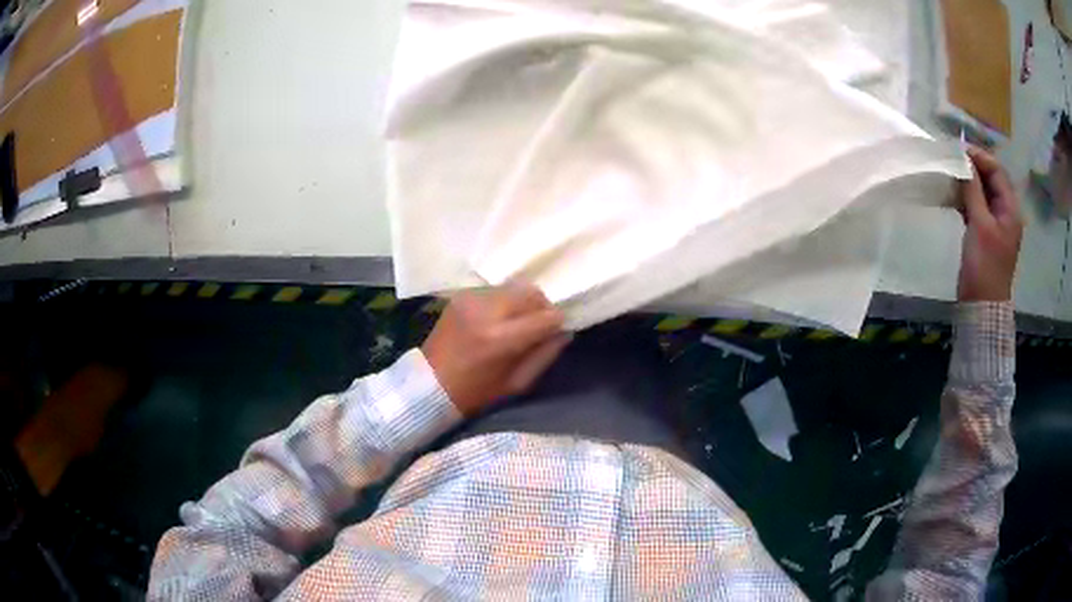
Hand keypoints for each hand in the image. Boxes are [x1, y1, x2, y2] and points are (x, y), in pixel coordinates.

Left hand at [422, 284, 569, 415]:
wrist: (428, 385)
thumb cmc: (475, 393)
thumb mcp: (516, 384)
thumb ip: (544, 356)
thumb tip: (564, 332)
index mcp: (500, 338)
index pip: (546, 317)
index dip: (556, 323)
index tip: (556, 332)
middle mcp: (486, 311)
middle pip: (531, 293)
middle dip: (541, 307)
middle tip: (538, 326)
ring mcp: (471, 299)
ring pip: (514, 287)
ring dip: (522, 303)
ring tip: (516, 323)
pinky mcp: (461, 295)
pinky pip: (495, 290)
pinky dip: (504, 302)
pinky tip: (497, 320)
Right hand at [957, 147, 1023, 301]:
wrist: (982, 306)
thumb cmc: (985, 266)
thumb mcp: (980, 225)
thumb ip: (973, 190)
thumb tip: (964, 160)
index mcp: (1010, 209)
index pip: (997, 171)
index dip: (980, 157)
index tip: (959, 150)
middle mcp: (1005, 211)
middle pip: (990, 179)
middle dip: (973, 167)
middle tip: (952, 160)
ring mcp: (995, 223)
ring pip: (982, 191)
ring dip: (968, 181)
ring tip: (950, 174)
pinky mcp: (984, 232)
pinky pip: (976, 205)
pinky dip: (965, 197)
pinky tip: (952, 194)